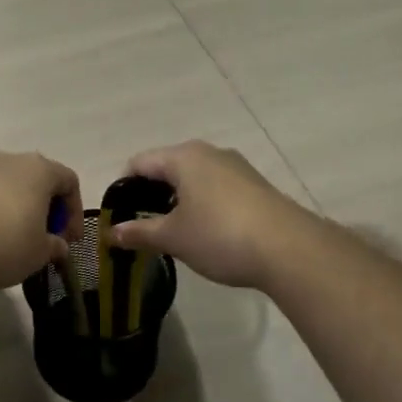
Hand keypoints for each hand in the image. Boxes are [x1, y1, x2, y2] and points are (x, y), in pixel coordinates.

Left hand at [0, 151, 80, 291]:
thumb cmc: (5, 244)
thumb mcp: (40, 252)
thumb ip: (54, 245)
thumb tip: (57, 245)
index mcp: (38, 169)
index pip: (69, 181)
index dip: (75, 211)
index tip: (69, 240)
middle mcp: (10, 159)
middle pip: (38, 178)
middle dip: (47, 208)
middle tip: (46, 238)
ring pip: (10, 184)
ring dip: (20, 208)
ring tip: (18, 239)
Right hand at [109, 141, 313, 289]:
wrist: (290, 249)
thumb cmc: (220, 235)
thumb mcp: (173, 237)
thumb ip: (139, 232)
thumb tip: (111, 233)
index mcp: (183, 157)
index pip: (139, 163)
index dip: (123, 187)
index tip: (118, 216)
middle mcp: (210, 153)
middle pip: (167, 167)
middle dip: (150, 194)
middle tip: (141, 226)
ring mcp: (236, 167)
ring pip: (194, 178)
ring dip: (178, 200)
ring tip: (172, 231)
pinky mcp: (255, 185)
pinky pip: (216, 188)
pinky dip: (203, 204)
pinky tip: (206, 232)